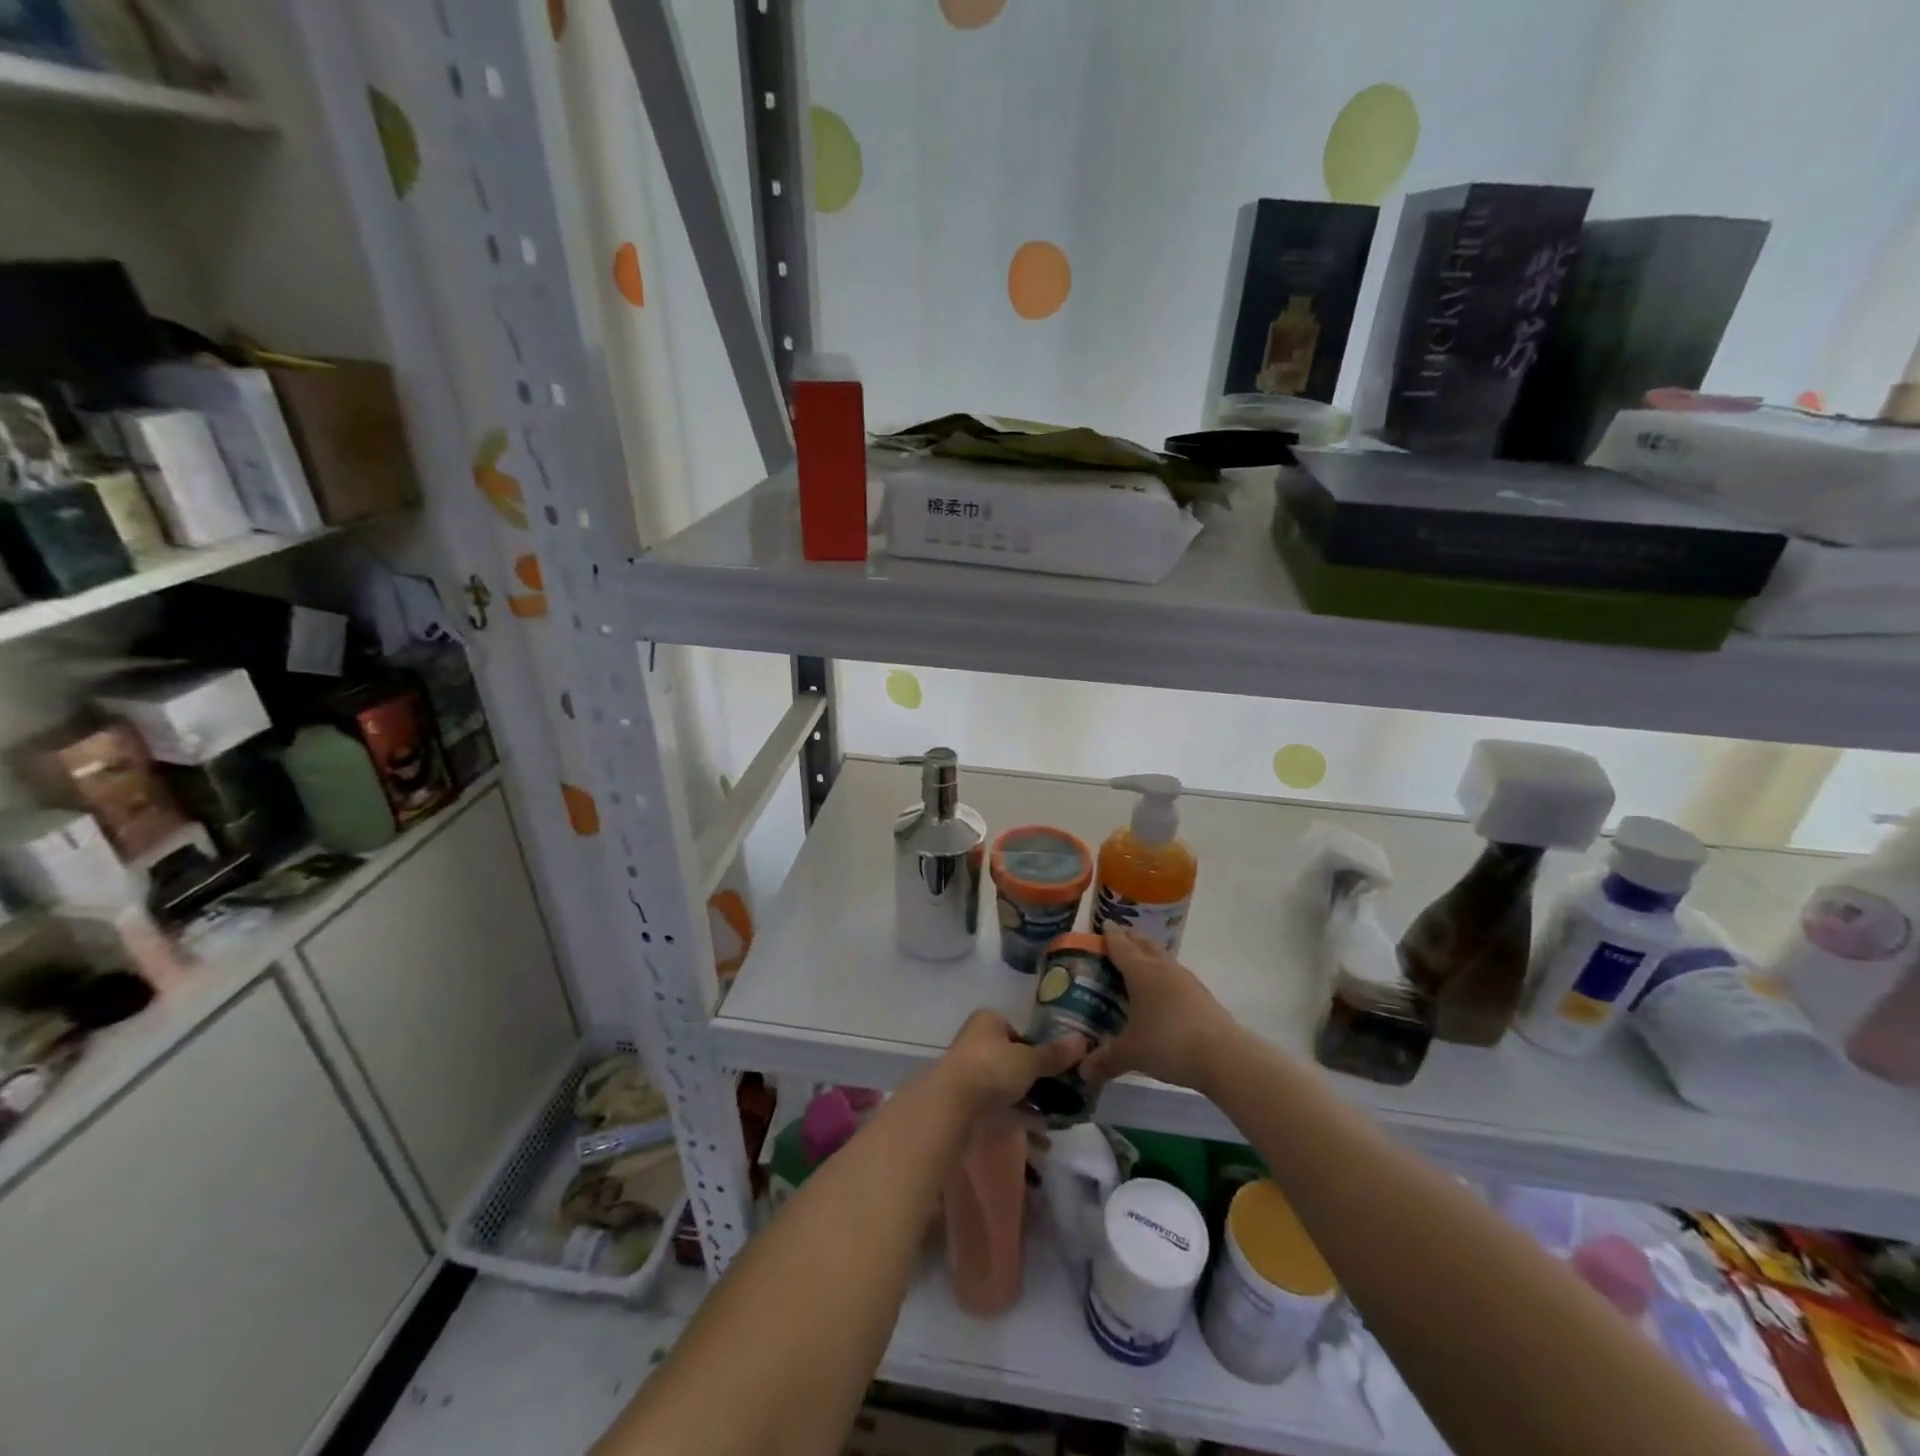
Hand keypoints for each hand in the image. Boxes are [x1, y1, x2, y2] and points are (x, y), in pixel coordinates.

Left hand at [935, 1009, 1087, 1116]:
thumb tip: (1082, 1040)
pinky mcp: (965, 1098)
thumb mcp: (1029, 1061)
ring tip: (1054, 1114)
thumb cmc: (993, 1068)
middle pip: (1012, 1057)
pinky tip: (1039, 1129)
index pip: (1017, 1030)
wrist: (952, 1104)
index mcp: (988, 1021)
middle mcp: (975, 1040)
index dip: (1037, 1047)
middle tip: (1059, 1092)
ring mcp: (968, 1070)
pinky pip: (998, 1104)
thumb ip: (1054, 1054)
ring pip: (1005, 1083)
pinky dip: (1017, 1113)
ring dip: (1027, 1098)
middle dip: (1034, 1076)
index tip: (1055, 1066)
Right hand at [1083, 927, 1235, 1092]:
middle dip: (1129, 937)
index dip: (1109, 935)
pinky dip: (1163, 973)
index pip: (1120, 945)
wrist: (1224, 1056)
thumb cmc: (1169, 1043)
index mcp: (1141, 972)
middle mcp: (1163, 968)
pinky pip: (1175, 974)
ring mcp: (1185, 979)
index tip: (1102, 924)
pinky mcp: (1201, 994)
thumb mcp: (1131, 1054)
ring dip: (1148, 953)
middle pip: (1143, 943)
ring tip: (1138, 962)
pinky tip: (1161, 990)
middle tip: (1116, 938)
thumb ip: (1105, 1060)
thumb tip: (1083, 1072)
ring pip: (1162, 956)